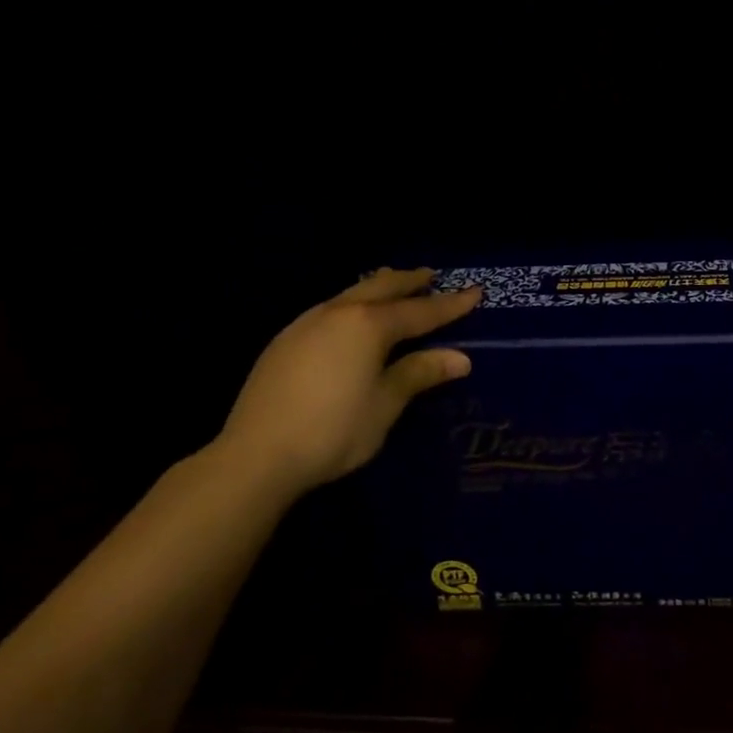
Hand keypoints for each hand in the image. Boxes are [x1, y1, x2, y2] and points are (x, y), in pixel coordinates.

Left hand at [214, 268, 481, 496]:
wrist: (256, 456)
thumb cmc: (334, 430)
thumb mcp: (385, 404)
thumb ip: (419, 373)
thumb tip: (460, 358)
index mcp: (368, 325)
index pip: (420, 310)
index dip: (451, 303)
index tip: (476, 291)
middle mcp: (337, 313)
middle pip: (381, 288)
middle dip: (409, 281)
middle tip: (431, 276)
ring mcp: (305, 324)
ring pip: (351, 293)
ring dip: (378, 289)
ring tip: (394, 288)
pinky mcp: (284, 342)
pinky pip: (331, 309)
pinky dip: (353, 305)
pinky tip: (352, 320)